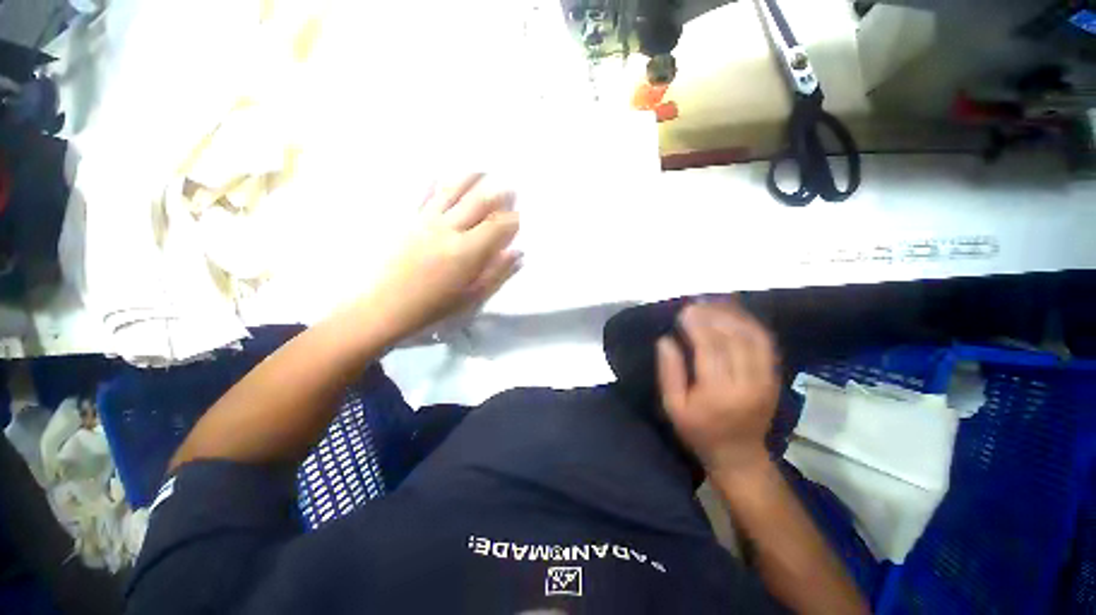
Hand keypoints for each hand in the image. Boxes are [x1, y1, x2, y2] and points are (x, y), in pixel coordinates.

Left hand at [366, 174, 519, 339]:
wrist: (383, 306)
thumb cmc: (433, 306)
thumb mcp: (472, 296)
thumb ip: (497, 272)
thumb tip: (517, 252)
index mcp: (467, 251)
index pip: (498, 225)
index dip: (513, 219)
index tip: (520, 217)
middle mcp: (449, 229)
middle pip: (478, 202)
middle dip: (498, 193)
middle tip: (510, 186)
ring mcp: (426, 221)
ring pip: (453, 191)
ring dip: (470, 178)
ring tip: (483, 170)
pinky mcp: (408, 220)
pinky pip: (424, 195)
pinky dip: (436, 183)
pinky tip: (442, 174)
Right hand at [657, 301, 779, 475]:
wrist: (739, 455)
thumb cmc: (699, 431)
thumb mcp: (673, 406)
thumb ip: (669, 372)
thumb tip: (666, 340)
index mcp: (718, 393)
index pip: (710, 349)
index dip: (697, 326)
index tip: (684, 312)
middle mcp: (747, 383)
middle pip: (734, 338)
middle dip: (713, 315)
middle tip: (695, 303)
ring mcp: (766, 379)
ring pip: (753, 336)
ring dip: (733, 315)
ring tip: (713, 302)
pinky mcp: (773, 377)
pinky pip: (765, 343)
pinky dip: (749, 323)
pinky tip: (734, 314)